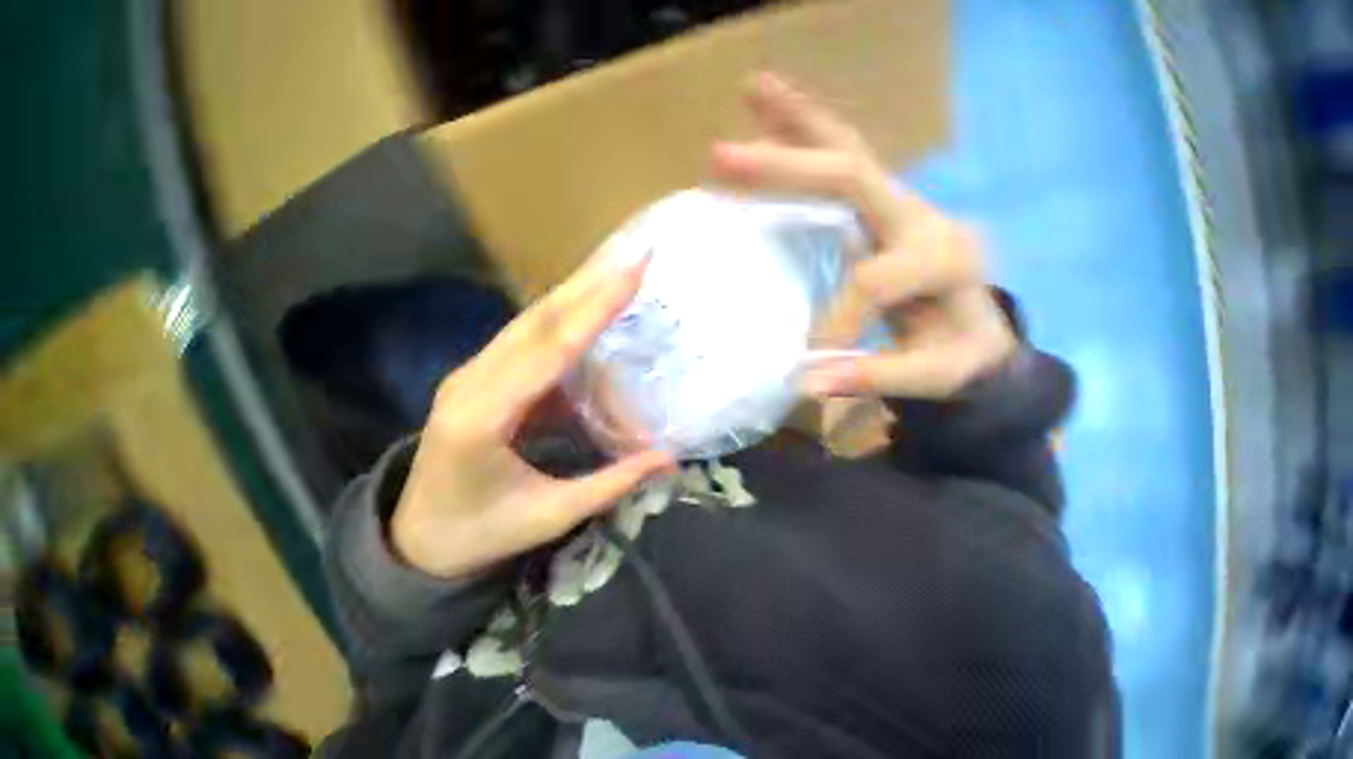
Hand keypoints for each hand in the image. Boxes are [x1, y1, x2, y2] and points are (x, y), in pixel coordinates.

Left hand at [391, 252, 674, 579]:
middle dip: (588, 285)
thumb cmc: (481, 532)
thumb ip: (611, 483)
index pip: (549, 351)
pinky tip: (588, 302)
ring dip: (575, 291)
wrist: (417, 538)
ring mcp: (472, 373)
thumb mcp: (549, 516)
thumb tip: (668, 458)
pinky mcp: (481, 374)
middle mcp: (471, 381)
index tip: (628, 277)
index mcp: (482, 419)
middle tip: (631, 257)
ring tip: (614, 267)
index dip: (593, 312)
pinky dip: (562, 315)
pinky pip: (526, 336)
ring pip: (529, 320)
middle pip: (536, 320)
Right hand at [712, 73, 1017, 398]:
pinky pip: (841, 164)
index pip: (875, 278)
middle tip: (722, 156)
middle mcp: (921, 217)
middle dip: (786, 169)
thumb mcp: (932, 376)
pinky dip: (805, 140)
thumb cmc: (959, 356)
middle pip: (852, 176)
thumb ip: (875, 377)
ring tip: (751, 90)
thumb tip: (806, 383)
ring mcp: (899, 205)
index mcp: (944, 260)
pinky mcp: (878, 209)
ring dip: (797, 123)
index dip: (838, 315)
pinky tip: (772, 122)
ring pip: (847, 151)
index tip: (812, 355)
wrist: (978, 332)